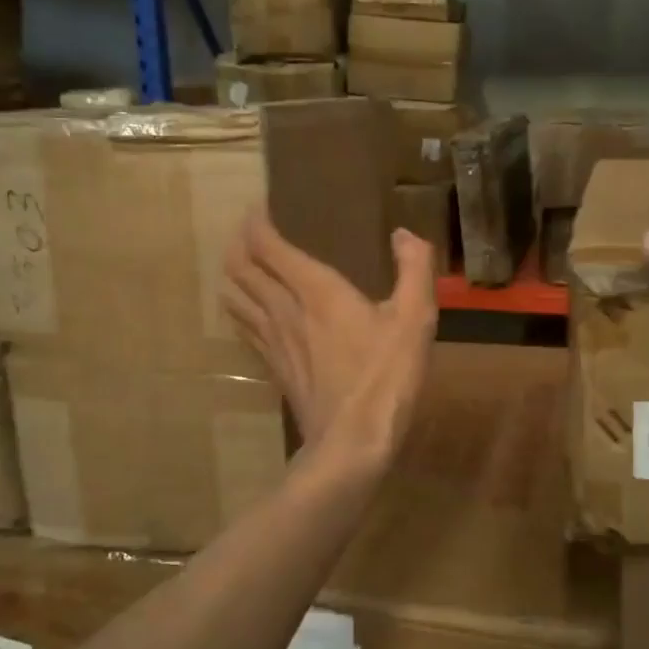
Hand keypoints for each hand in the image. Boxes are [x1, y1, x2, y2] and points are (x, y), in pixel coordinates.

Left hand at [222, 214, 437, 476]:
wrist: (352, 442)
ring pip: (236, 297)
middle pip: (242, 268)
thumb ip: (414, 268)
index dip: (256, 222)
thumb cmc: (385, 376)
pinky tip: (248, 311)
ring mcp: (273, 341)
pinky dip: (240, 309)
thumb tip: (403, 235)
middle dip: (239, 243)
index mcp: (315, 290)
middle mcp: (283, 309)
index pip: (268, 246)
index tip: (258, 206)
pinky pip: (245, 328)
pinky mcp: (273, 368)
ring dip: (233, 274)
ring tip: (241, 262)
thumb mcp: (415, 318)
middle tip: (248, 229)